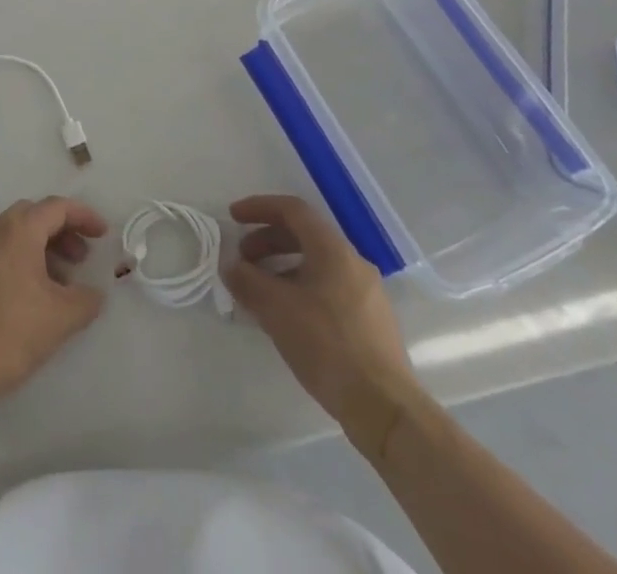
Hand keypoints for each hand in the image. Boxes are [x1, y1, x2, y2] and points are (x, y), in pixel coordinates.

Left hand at [0, 197, 108, 411]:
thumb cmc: (11, 334)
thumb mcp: (61, 318)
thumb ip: (87, 299)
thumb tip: (95, 293)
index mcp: (18, 230)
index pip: (57, 207)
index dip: (84, 216)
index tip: (103, 235)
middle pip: (34, 215)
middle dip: (62, 231)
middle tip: (81, 258)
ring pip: (15, 234)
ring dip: (42, 247)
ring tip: (60, 283)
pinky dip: (21, 260)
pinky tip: (31, 296)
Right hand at [222, 194, 424, 463]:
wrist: (385, 409)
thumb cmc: (328, 346)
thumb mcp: (277, 310)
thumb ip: (248, 281)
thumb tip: (231, 266)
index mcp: (333, 250)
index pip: (293, 210)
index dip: (259, 207)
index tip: (233, 217)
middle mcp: (353, 262)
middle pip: (304, 236)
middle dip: (268, 241)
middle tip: (243, 260)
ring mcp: (367, 293)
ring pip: (317, 265)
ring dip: (283, 268)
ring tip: (260, 293)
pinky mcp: (371, 322)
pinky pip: (329, 289)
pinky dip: (301, 289)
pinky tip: (288, 318)